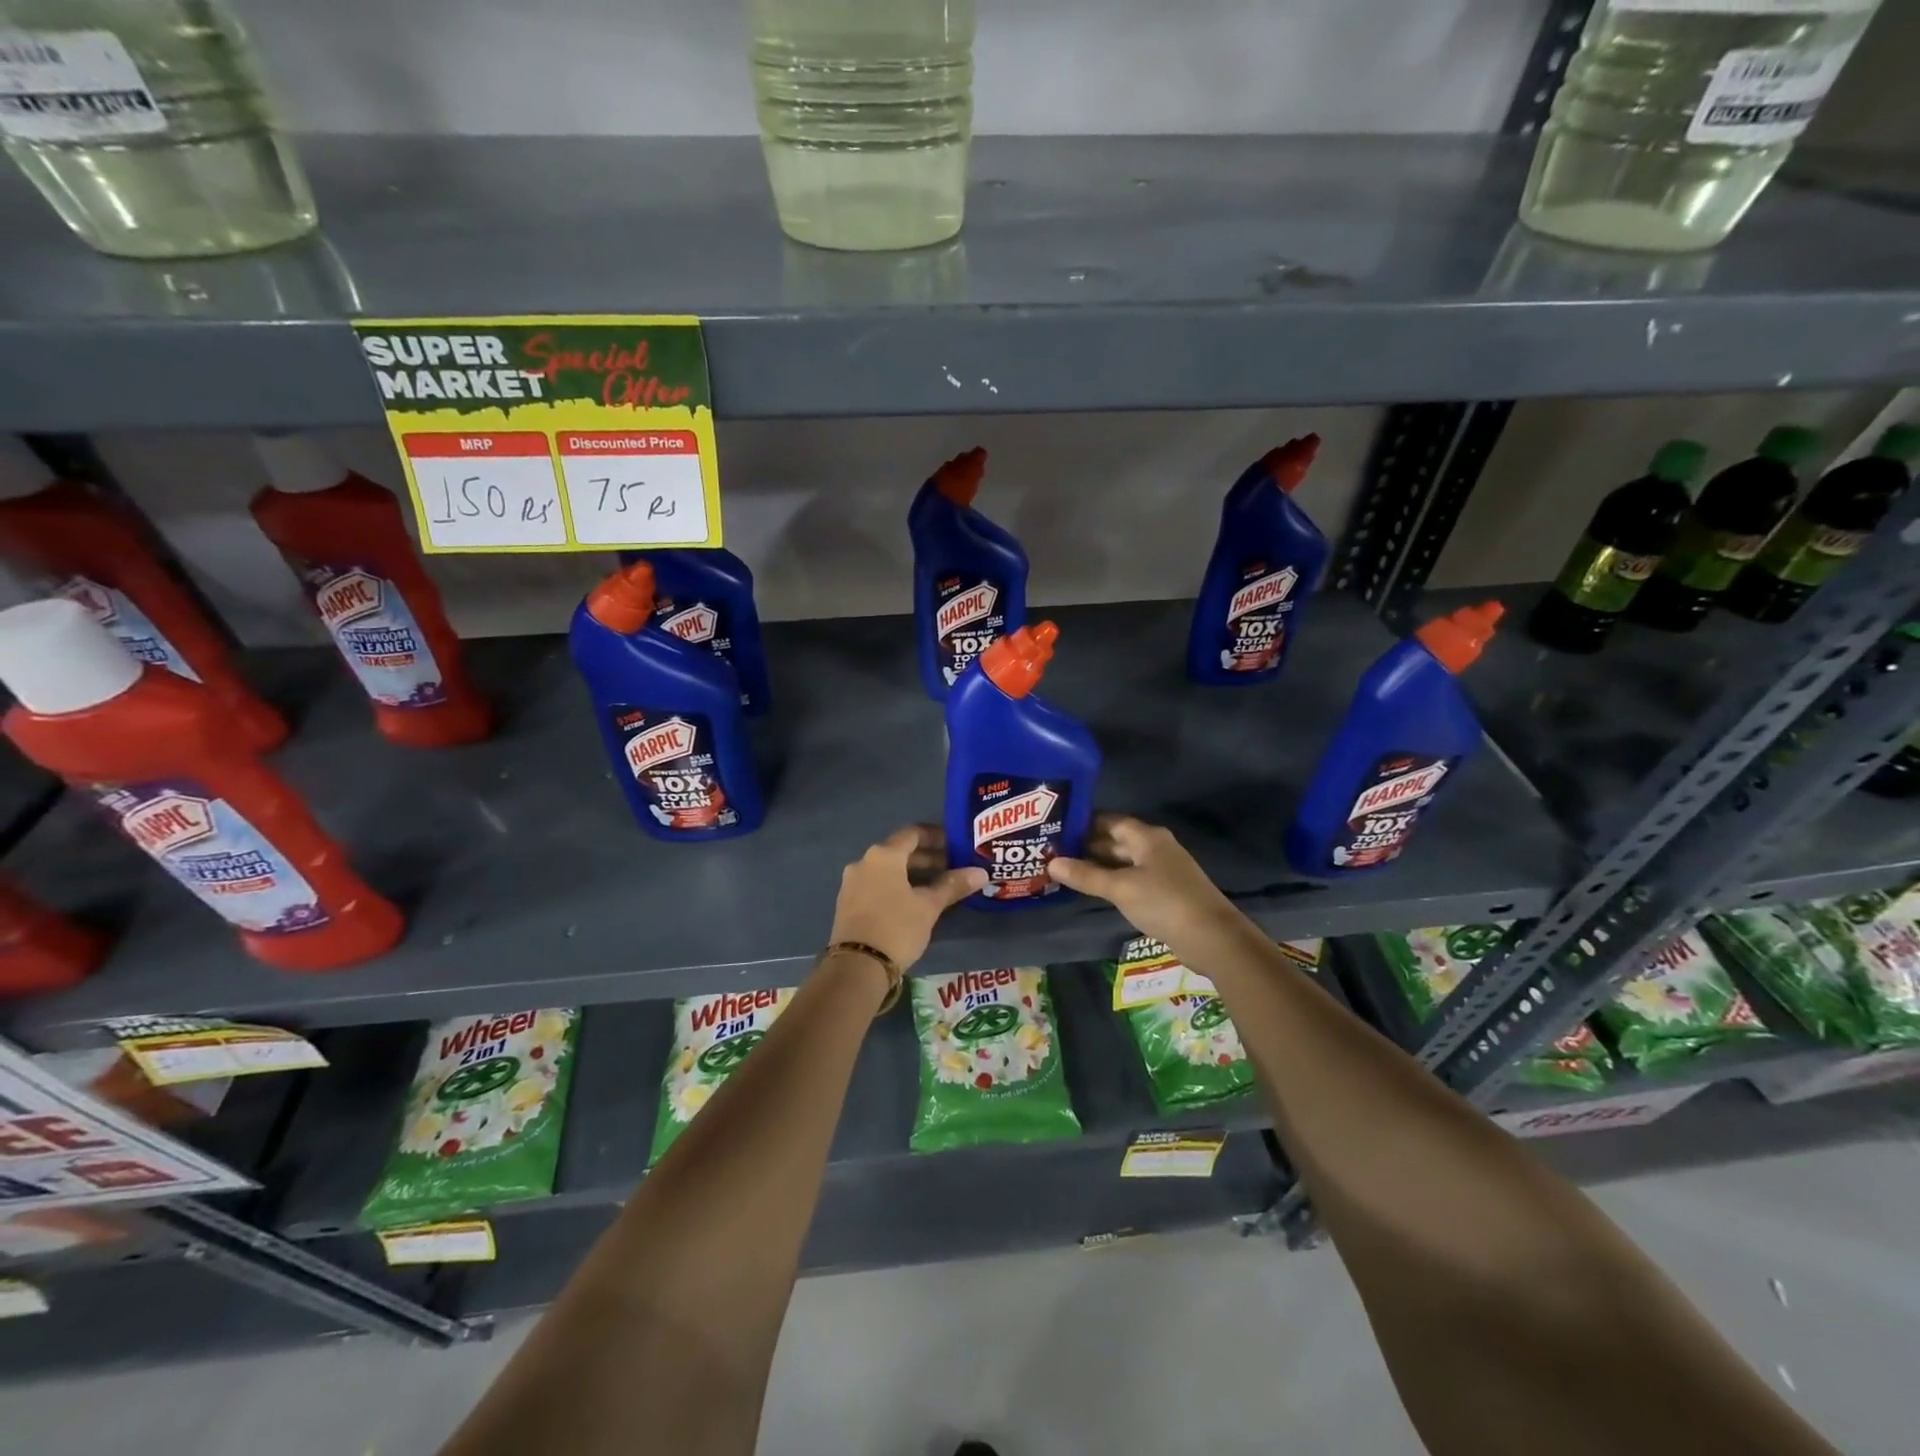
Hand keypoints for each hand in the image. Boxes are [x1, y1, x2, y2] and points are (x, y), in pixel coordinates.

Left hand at [829, 825, 986, 970]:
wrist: (856, 967)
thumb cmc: (897, 927)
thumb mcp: (929, 906)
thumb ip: (953, 885)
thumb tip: (981, 872)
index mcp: (883, 855)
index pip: (913, 833)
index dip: (936, 836)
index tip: (956, 845)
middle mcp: (864, 862)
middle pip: (900, 851)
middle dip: (927, 858)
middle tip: (953, 868)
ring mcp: (852, 883)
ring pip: (888, 870)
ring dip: (912, 873)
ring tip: (937, 887)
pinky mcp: (848, 903)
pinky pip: (877, 884)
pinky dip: (896, 886)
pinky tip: (913, 902)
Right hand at [1047, 813, 1235, 947]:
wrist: (1212, 937)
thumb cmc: (1164, 902)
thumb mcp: (1120, 888)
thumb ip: (1086, 876)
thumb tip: (1051, 863)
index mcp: (1147, 837)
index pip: (1109, 820)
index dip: (1083, 823)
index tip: (1055, 828)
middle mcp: (1155, 847)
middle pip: (1115, 840)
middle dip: (1086, 846)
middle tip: (1052, 852)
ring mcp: (1161, 871)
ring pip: (1122, 862)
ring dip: (1097, 866)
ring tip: (1064, 870)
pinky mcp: (1164, 893)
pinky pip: (1131, 880)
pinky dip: (1111, 882)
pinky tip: (1091, 890)